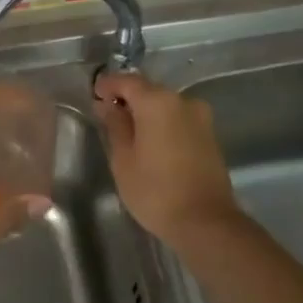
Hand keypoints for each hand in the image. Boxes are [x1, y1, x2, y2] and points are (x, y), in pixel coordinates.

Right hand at [93, 73, 240, 247]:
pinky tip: (150, 144)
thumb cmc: (154, 191)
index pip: (127, 81)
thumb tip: (107, 105)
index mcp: (158, 102)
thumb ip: (115, 125)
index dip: (107, 85)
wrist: (204, 221)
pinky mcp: (210, 135)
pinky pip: (179, 120)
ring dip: (146, 113)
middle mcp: (183, 101)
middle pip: (149, 91)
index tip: (93, 95)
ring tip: (127, 134)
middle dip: (127, 99)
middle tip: (106, 116)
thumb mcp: (123, 159)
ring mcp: (201, 118)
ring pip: (165, 106)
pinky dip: (162, 125)